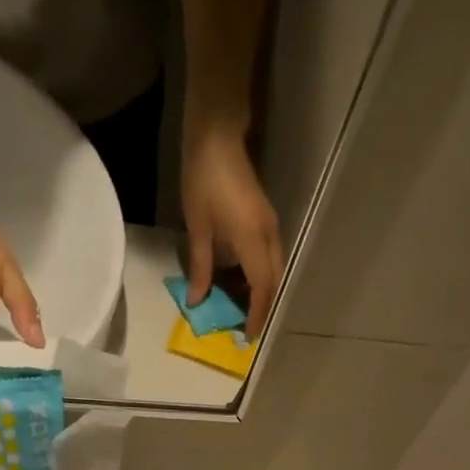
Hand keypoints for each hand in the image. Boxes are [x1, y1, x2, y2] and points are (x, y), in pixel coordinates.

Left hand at [180, 127, 282, 338]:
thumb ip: (200, 267)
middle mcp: (268, 235)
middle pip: (273, 281)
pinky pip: (267, 258)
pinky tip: (240, 284)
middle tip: (245, 326)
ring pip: (272, 270)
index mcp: (253, 239)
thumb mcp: (198, 227)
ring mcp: (269, 226)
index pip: (261, 288)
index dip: (256, 314)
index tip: (249, 336)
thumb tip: (197, 301)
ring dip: (260, 292)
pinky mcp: (264, 220)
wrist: (217, 133)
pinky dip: (257, 276)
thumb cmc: (204, 178)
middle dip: (262, 307)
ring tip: (241, 309)